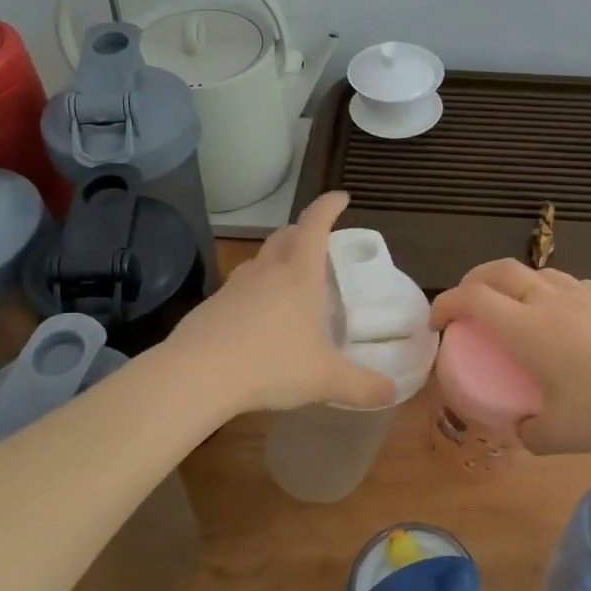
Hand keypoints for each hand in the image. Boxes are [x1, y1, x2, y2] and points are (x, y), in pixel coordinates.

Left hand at [165, 192, 396, 414]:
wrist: (198, 375)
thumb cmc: (271, 365)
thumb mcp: (325, 380)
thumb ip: (363, 387)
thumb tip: (392, 392)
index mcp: (300, 275)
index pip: (315, 224)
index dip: (329, 206)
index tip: (342, 197)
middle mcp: (267, 271)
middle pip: (285, 236)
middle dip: (303, 233)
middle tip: (319, 245)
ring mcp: (235, 286)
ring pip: (260, 261)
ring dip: (278, 261)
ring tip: (292, 285)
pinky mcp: (212, 306)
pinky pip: (240, 288)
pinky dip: (256, 292)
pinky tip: (260, 321)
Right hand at [428, 259, 590, 453]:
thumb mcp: (559, 437)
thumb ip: (530, 432)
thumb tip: (521, 427)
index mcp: (526, 328)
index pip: (472, 299)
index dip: (446, 304)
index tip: (436, 323)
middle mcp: (548, 301)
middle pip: (498, 271)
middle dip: (471, 281)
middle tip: (465, 305)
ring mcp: (582, 295)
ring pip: (534, 273)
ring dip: (511, 283)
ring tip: (511, 308)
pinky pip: (567, 284)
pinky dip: (547, 291)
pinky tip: (559, 315)